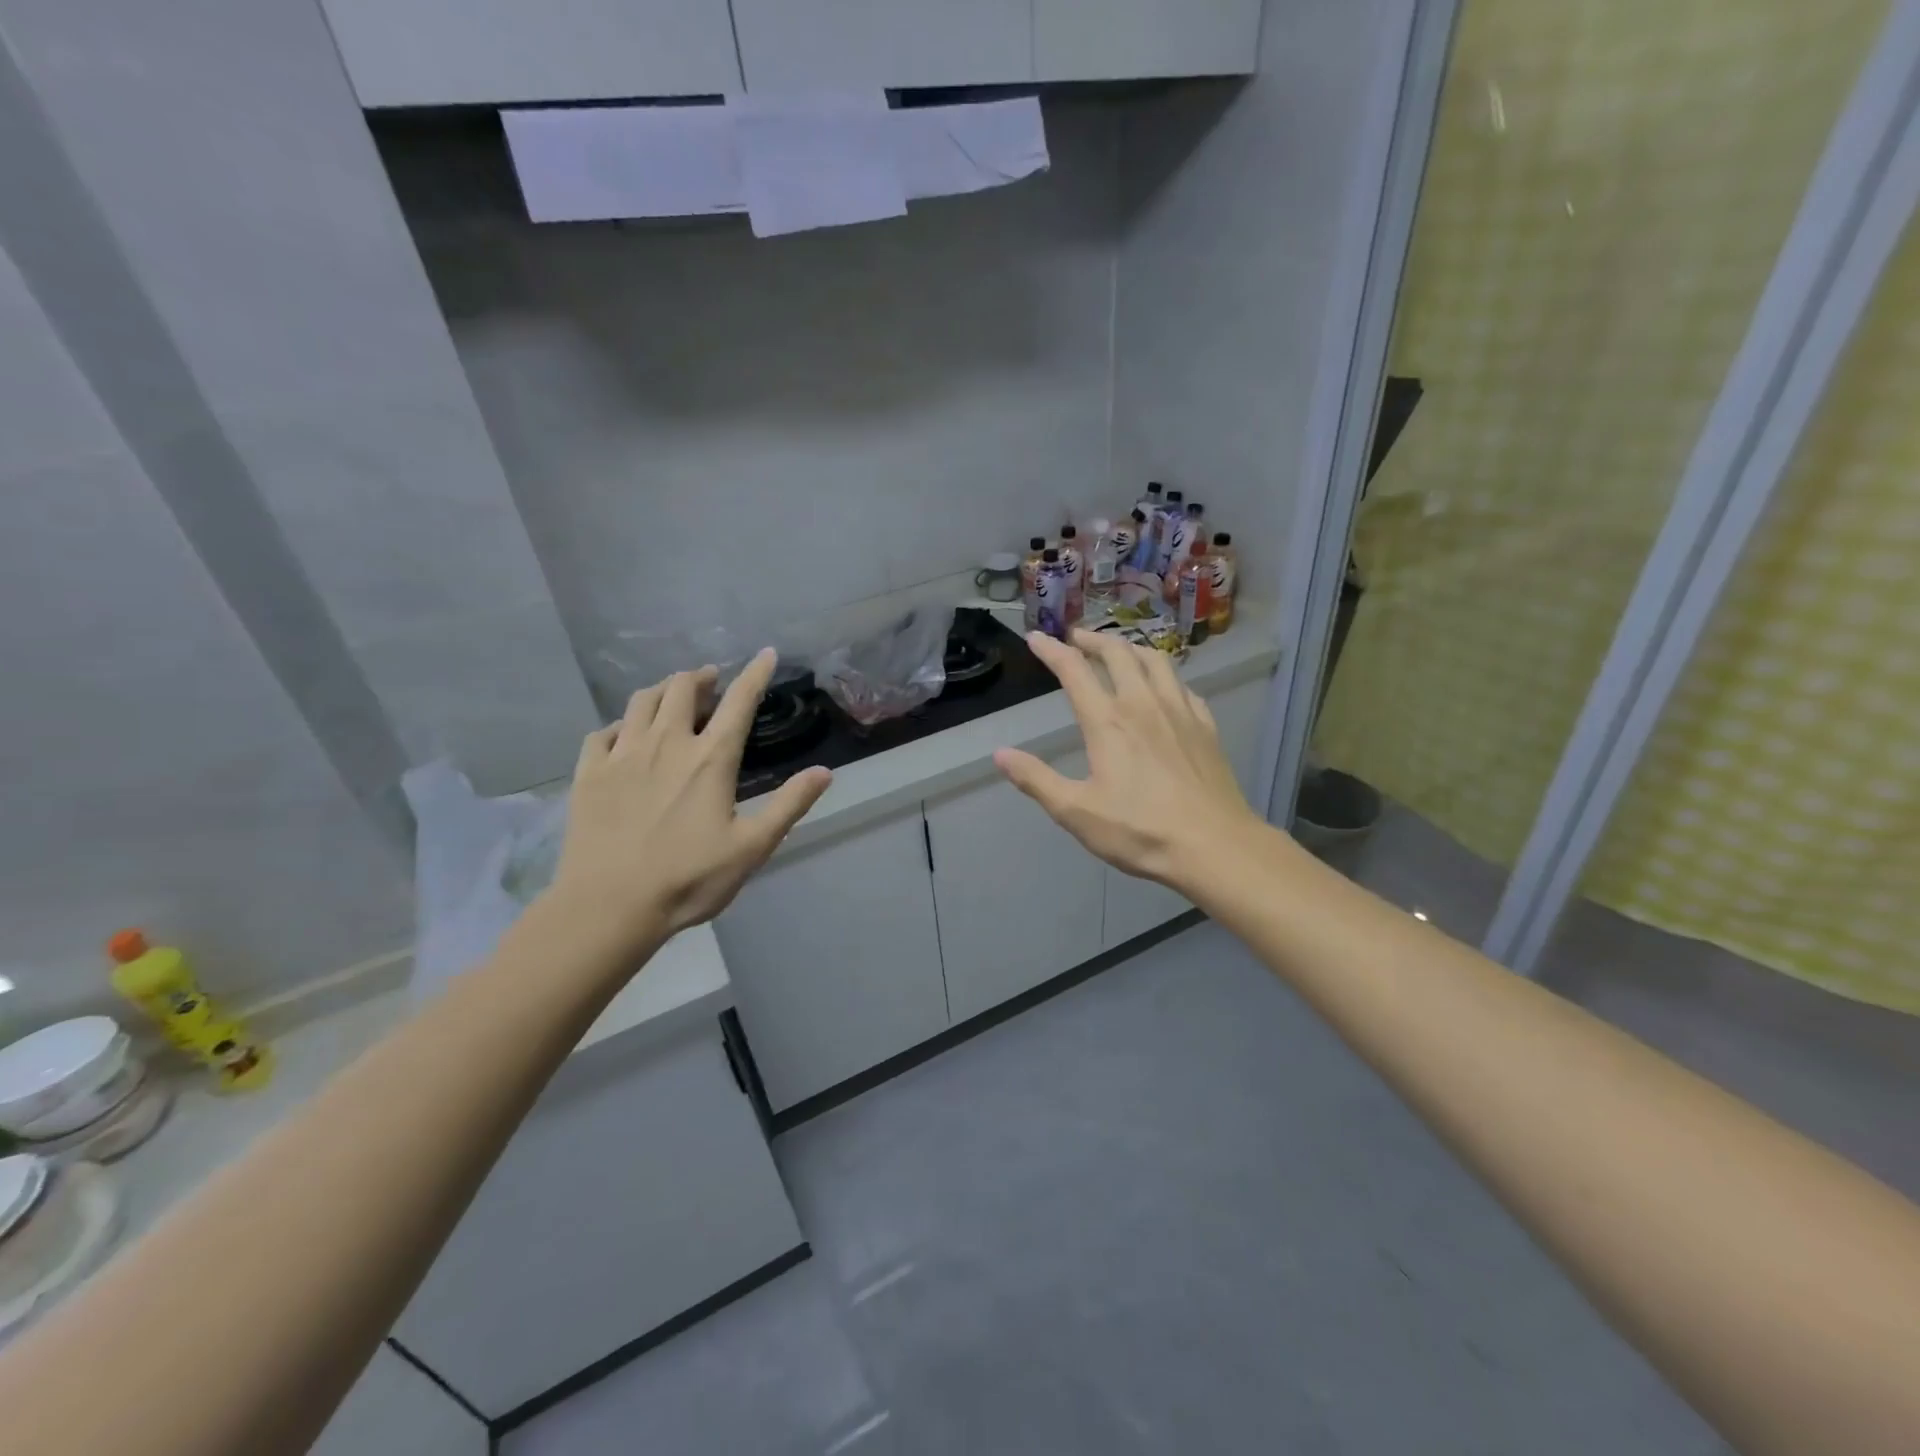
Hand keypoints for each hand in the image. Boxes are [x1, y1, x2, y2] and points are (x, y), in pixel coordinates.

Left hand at [547, 649, 831, 954]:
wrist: (609, 907)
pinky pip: (602, 732)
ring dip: (662, 690)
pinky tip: (624, 735)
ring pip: (641, 702)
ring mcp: (622, 755)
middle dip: (701, 678)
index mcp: (710, 759)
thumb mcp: (752, 848)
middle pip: (682, 689)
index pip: (739, 702)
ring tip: (672, 696)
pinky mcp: (588, 773)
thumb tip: (824, 772)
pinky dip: (620, 724)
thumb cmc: (689, 879)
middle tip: (711, 682)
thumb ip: (789, 805)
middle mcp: (666, 744)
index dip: (755, 674)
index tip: (765, 654)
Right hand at [994, 629, 1265, 892]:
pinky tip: (1164, 687)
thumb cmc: (1140, 831)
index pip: (1074, 671)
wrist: (1214, 846)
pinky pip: (1183, 685)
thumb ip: (1036, 780)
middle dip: (1092, 639)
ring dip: (1131, 647)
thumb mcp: (1076, 811)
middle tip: (1076, 637)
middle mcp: (1143, 704)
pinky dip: (1165, 675)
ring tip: (1118, 650)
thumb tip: (1000, 754)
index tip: (1036, 637)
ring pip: (1156, 660)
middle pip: (1118, 653)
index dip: (1052, 650)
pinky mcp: (1206, 726)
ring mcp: (1180, 711)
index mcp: (1108, 721)